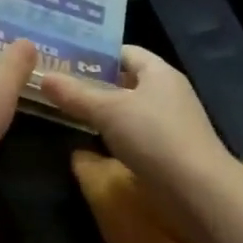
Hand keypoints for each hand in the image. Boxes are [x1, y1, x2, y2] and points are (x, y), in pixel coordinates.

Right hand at [38, 45, 232, 206]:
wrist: (198, 191)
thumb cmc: (154, 137)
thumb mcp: (108, 111)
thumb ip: (75, 94)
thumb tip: (43, 77)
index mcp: (159, 72)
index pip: (125, 51)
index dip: (95, 53)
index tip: (63, 58)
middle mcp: (167, 92)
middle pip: (125, 79)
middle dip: (93, 82)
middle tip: (57, 84)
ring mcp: (169, 123)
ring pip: (128, 108)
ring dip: (102, 110)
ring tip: (66, 110)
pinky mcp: (167, 150)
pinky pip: (134, 133)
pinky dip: (112, 134)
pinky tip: (90, 141)